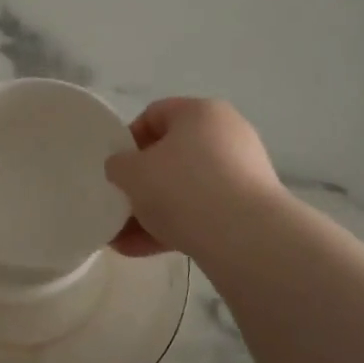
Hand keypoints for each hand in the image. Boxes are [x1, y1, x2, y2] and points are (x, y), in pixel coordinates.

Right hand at [105, 98, 283, 258]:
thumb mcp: (132, 172)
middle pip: (170, 156)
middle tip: (118, 204)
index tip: (115, 168)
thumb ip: (118, 165)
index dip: (128, 140)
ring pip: (185, 189)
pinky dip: (174, 227)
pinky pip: (202, 212)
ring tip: (121, 240)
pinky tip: (143, 250)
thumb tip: (123, 168)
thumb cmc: (182, 188)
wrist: (246, 238)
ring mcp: (241, 173)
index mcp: (200, 112)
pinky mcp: (248, 209)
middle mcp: (226, 135)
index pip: (154, 114)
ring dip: (151, 212)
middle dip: (140, 184)